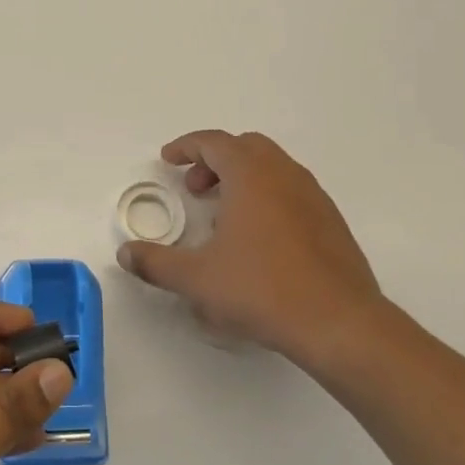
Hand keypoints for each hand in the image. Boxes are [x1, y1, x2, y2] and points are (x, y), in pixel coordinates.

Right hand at [117, 130, 389, 366]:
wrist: (339, 323)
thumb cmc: (262, 290)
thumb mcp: (197, 279)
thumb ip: (156, 263)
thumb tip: (126, 254)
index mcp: (251, 175)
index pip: (214, 142)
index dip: (186, 147)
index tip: (168, 160)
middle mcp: (284, 174)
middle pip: (245, 147)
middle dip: (215, 161)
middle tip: (194, 189)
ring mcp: (313, 196)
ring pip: (272, 168)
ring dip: (242, 179)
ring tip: (222, 216)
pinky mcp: (331, 221)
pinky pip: (291, 191)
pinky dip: (267, 197)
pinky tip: (258, 239)